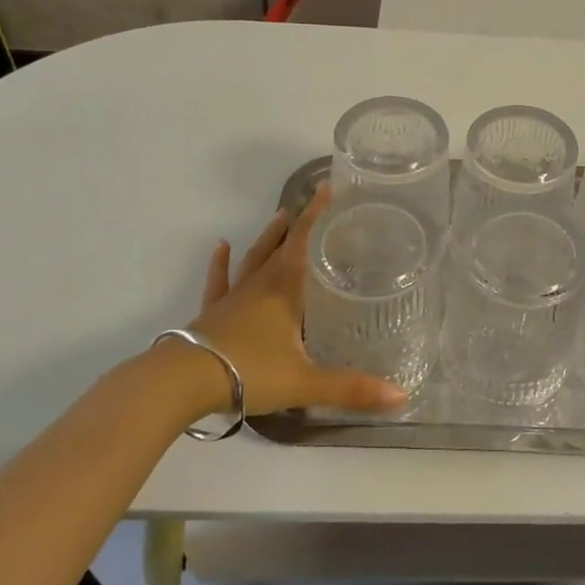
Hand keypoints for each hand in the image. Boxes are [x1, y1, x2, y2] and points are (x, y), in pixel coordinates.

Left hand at [174, 189, 406, 416]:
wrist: (183, 382)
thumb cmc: (248, 372)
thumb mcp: (304, 382)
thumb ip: (350, 389)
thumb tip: (401, 397)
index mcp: (284, 292)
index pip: (303, 244)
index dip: (316, 216)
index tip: (326, 188)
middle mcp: (260, 287)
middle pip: (281, 248)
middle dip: (297, 225)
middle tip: (310, 204)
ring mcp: (232, 299)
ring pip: (253, 259)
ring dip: (267, 238)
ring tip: (278, 215)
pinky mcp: (210, 314)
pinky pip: (218, 282)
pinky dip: (220, 264)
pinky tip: (221, 247)